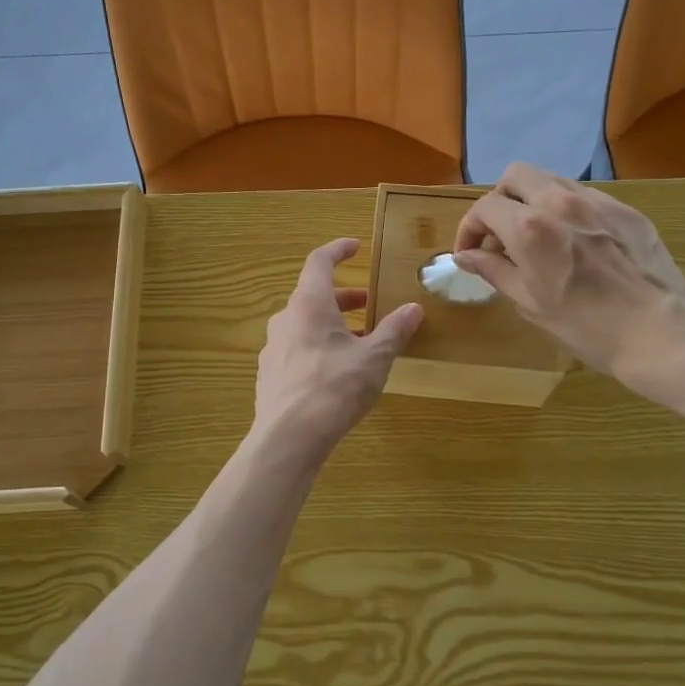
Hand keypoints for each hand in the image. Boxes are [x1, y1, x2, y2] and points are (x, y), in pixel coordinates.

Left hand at [254, 239, 422, 455]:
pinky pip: (297, 348)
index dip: (337, 250)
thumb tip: (414, 308)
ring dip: (333, 325)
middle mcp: (285, 318)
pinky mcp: (270, 374)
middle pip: (314, 296)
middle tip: (370, 304)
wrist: (288, 438)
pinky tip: (337, 372)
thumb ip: (394, 330)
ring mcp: (273, 347)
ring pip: (305, 324)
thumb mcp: (374, 358)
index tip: (356, 247)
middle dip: (344, 297)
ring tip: (360, 342)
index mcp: (308, 304)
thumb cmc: (334, 387)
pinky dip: (319, 347)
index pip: (319, 262)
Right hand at [453, 163, 684, 392]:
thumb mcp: (529, 302)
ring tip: (536, 238)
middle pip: (515, 176)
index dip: (469, 229)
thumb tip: (464, 255)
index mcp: (529, 227)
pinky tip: (574, 243)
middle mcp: (559, 202)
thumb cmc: (586, 326)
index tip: (470, 253)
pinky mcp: (625, 210)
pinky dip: (566, 211)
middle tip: (499, 235)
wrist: (659, 331)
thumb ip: (493, 270)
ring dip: (532, 202)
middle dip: (499, 201)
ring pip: (551, 181)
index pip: (484, 208)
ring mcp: (596, 202)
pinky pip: (584, 197)